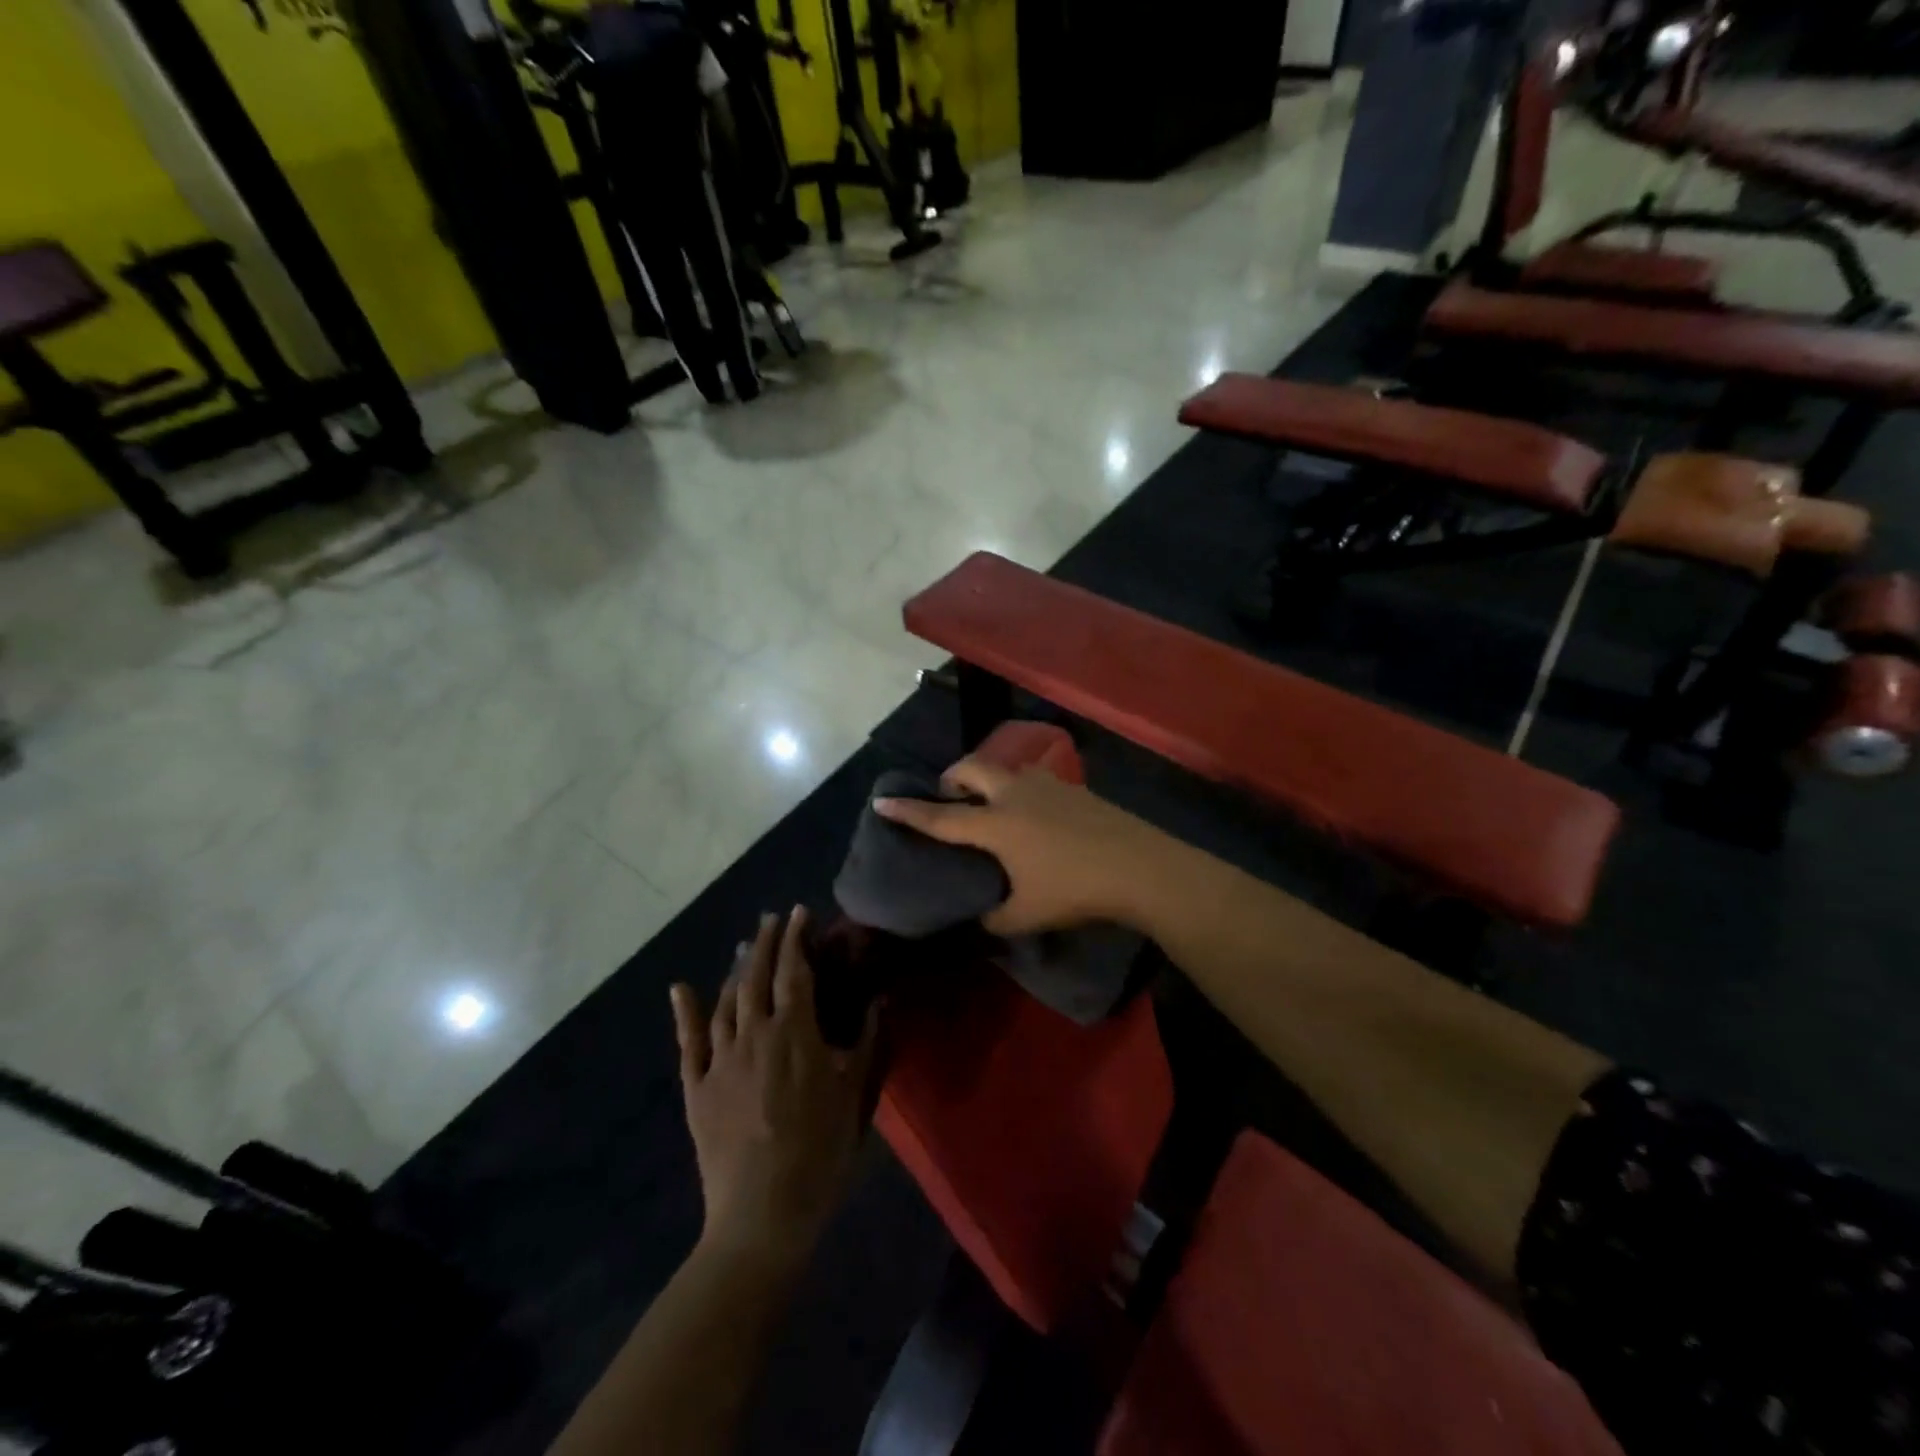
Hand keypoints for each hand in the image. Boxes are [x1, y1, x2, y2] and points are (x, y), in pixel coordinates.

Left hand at [670, 908, 880, 1270]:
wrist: (762, 1214)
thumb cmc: (820, 1152)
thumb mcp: (856, 1095)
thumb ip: (867, 1041)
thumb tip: (880, 999)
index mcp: (795, 1032)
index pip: (794, 970)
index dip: (797, 937)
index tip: (800, 912)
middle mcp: (754, 1033)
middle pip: (757, 976)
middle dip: (766, 942)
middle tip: (772, 919)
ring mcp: (721, 1059)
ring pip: (726, 1000)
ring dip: (736, 969)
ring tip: (745, 948)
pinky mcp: (697, 1087)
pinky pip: (689, 1041)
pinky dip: (685, 1012)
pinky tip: (681, 988)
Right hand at [872, 757, 1165, 935]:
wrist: (1140, 866)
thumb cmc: (1075, 890)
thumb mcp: (1026, 916)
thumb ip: (993, 919)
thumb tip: (979, 919)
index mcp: (996, 825)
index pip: (941, 818)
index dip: (908, 812)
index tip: (882, 801)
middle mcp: (1015, 794)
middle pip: (971, 769)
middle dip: (951, 777)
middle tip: (948, 796)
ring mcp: (1047, 785)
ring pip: (1006, 768)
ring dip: (989, 778)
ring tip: (990, 802)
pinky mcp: (1073, 787)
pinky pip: (1033, 778)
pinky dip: (1019, 787)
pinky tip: (1033, 812)